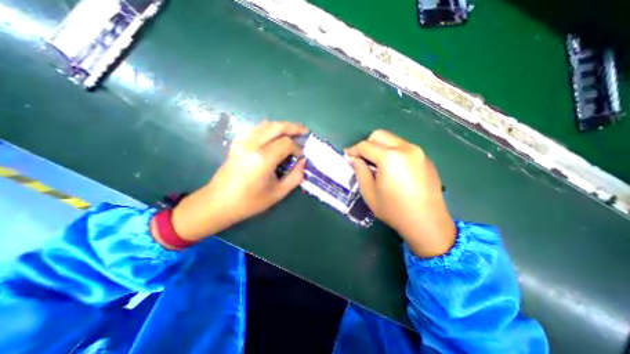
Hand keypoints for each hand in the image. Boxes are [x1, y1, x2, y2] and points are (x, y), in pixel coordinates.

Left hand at [166, 121, 305, 241]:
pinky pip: (257, 128)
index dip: (297, 148)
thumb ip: (295, 176)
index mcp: (262, 159)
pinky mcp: (237, 142)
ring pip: (267, 124)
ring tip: (293, 132)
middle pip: (277, 126)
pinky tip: (275, 135)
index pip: (286, 143)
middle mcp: (252, 145)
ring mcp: (242, 141)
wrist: (218, 202)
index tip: (300, 157)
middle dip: (294, 127)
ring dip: (282, 126)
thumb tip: (303, 162)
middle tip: (305, 132)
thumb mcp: (278, 193)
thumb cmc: (249, 202)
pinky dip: (269, 128)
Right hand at [346, 130, 454, 257]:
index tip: (347, 156)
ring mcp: (418, 152)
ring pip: (392, 140)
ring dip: (380, 148)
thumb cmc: (394, 210)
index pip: (365, 145)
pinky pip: (404, 148)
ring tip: (377, 164)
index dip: (353, 150)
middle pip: (380, 135)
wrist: (427, 223)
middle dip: (367, 144)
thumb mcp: (370, 192)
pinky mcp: (425, 159)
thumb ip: (360, 171)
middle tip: (362, 159)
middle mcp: (405, 148)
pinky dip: (393, 152)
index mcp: (390, 157)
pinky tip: (393, 169)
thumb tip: (354, 159)